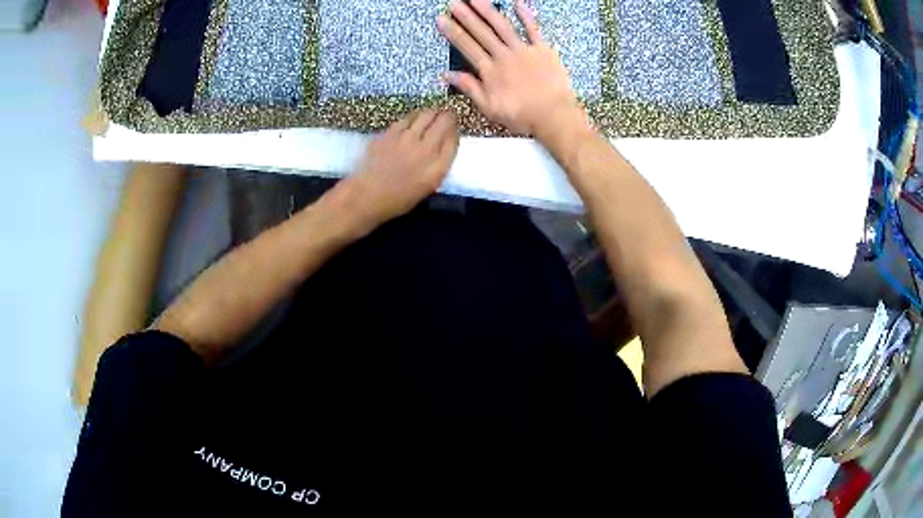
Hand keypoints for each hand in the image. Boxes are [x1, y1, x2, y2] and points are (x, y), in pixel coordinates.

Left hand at [340, 110, 458, 232]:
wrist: (367, 196)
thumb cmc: (398, 198)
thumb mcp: (427, 187)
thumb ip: (439, 164)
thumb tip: (445, 144)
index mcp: (437, 169)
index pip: (454, 140)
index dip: (455, 131)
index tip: (453, 129)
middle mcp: (426, 150)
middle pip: (444, 122)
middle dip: (448, 116)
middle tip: (446, 115)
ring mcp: (407, 139)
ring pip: (426, 114)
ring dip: (432, 112)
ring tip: (431, 114)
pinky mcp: (391, 133)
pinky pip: (407, 118)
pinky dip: (414, 116)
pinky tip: (413, 119)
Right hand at [437, 0, 585, 137]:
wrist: (554, 115)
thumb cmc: (522, 116)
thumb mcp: (489, 107)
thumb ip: (470, 88)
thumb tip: (448, 75)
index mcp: (490, 71)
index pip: (467, 47)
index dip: (453, 32)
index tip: (442, 19)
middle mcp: (504, 56)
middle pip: (482, 32)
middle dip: (466, 16)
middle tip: (455, 3)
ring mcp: (524, 51)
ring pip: (503, 26)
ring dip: (488, 11)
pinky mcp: (543, 50)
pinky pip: (533, 30)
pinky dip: (526, 16)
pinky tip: (517, 4)